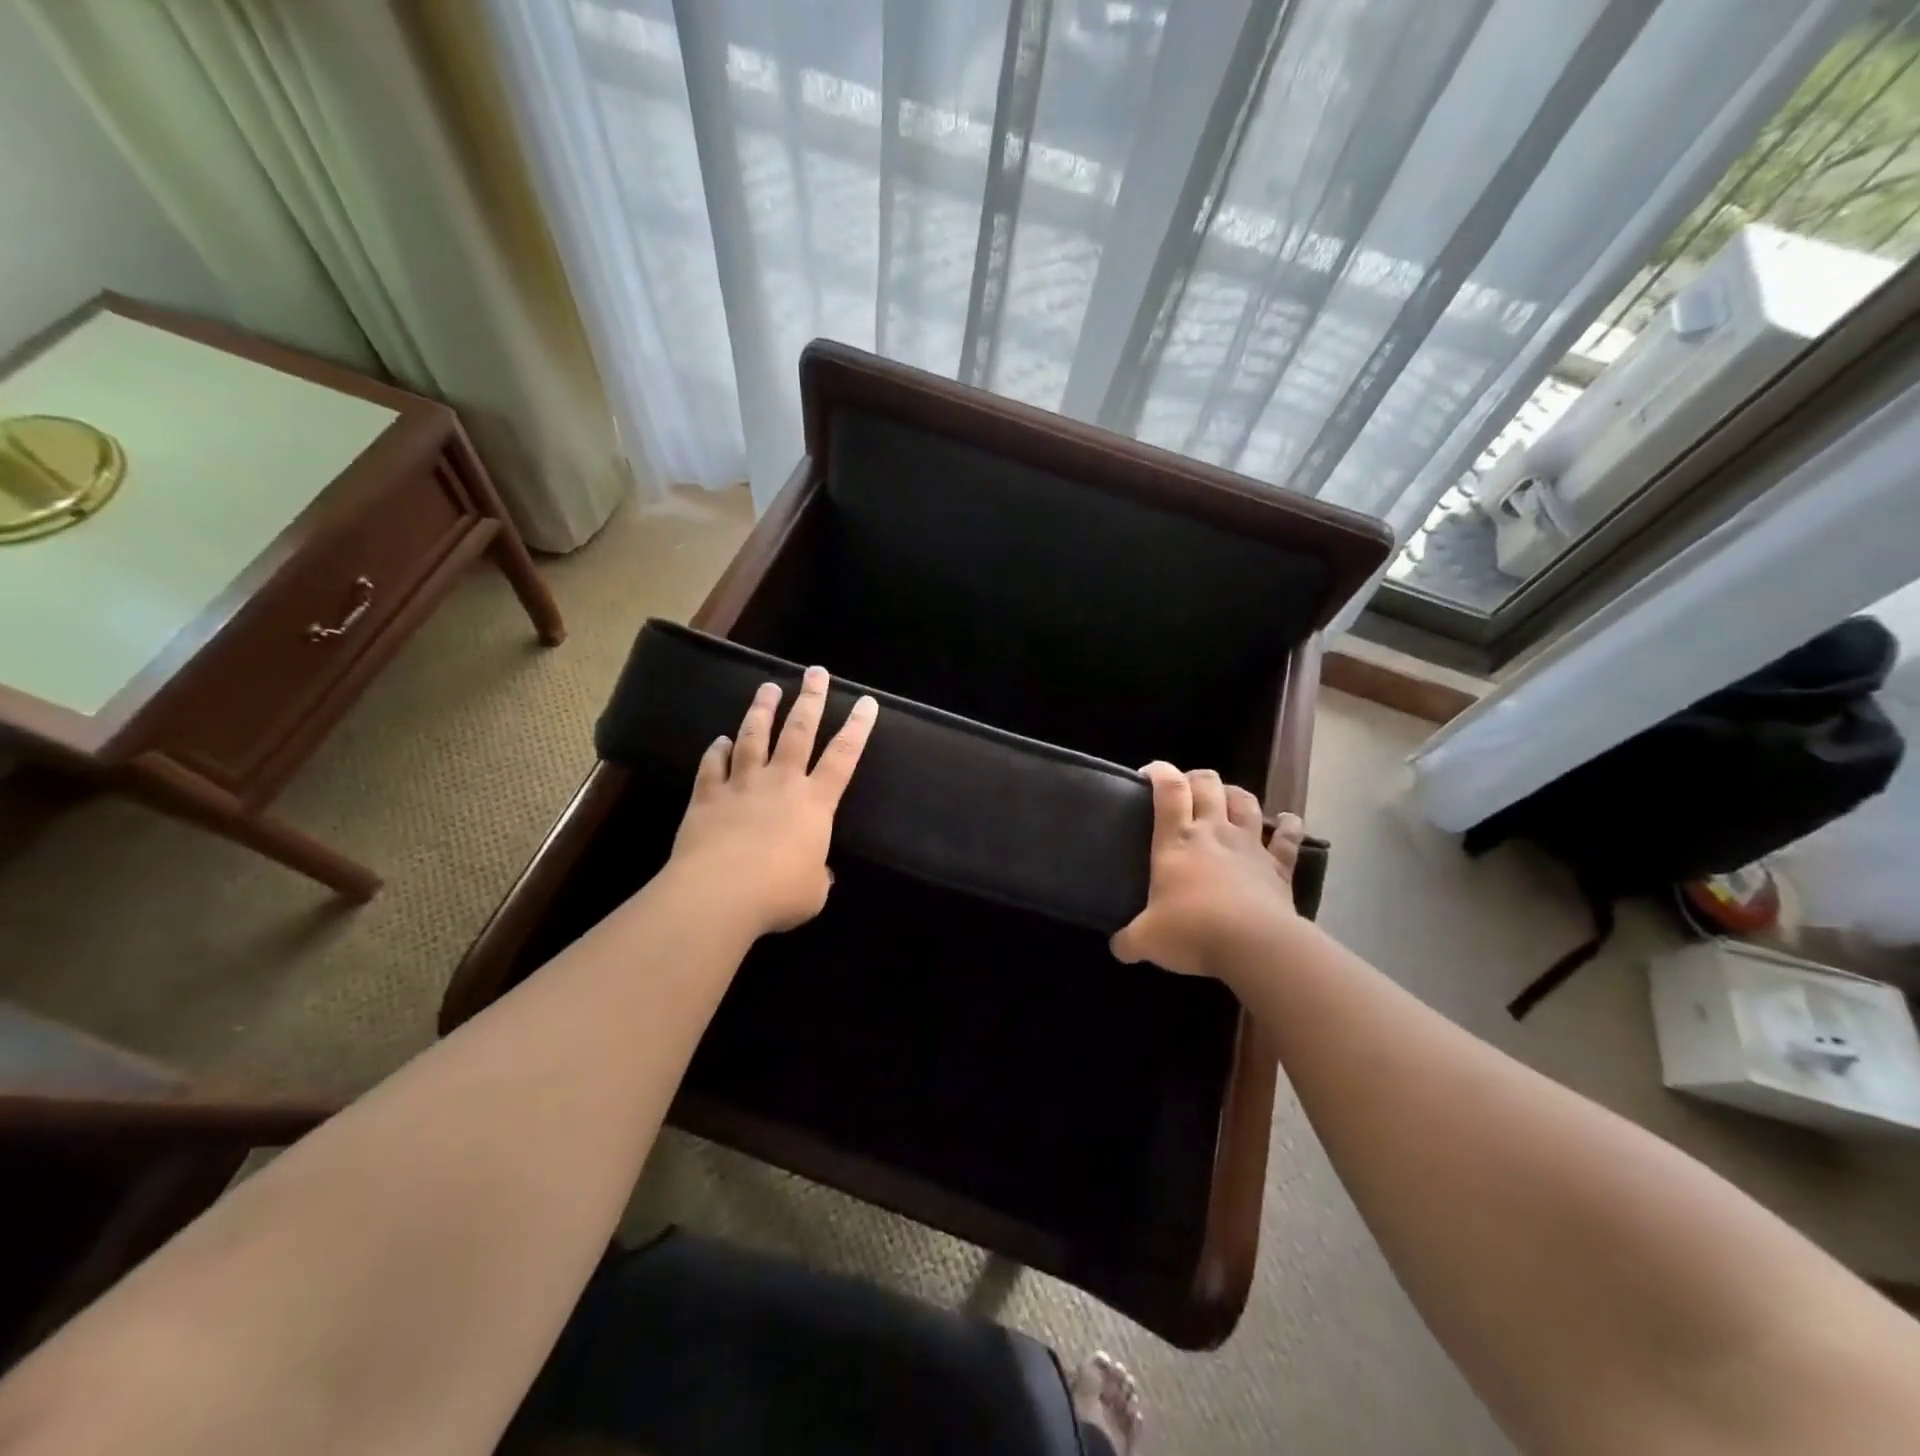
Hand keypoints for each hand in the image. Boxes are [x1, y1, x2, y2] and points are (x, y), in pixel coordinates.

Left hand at [667, 666, 877, 936]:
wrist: (719, 893)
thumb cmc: (778, 894)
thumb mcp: (812, 893)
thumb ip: (817, 876)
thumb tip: (818, 872)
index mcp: (815, 803)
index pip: (843, 757)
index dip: (858, 728)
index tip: (866, 702)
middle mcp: (781, 783)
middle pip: (799, 732)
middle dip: (810, 699)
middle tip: (815, 672)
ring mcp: (741, 786)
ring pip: (753, 737)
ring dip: (762, 711)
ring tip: (768, 687)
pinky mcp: (707, 797)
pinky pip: (712, 766)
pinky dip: (715, 751)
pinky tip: (718, 741)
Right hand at [1110, 762, 1307, 980]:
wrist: (1254, 945)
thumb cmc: (1192, 932)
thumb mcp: (1146, 940)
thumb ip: (1128, 940)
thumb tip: (1117, 947)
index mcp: (1176, 840)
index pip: (1169, 790)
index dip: (1160, 772)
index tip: (1150, 773)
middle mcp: (1213, 832)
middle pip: (1208, 785)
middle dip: (1196, 778)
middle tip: (1187, 788)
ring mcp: (1250, 846)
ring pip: (1245, 802)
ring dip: (1235, 793)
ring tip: (1227, 797)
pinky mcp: (1279, 866)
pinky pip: (1288, 838)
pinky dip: (1289, 826)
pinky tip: (1288, 821)